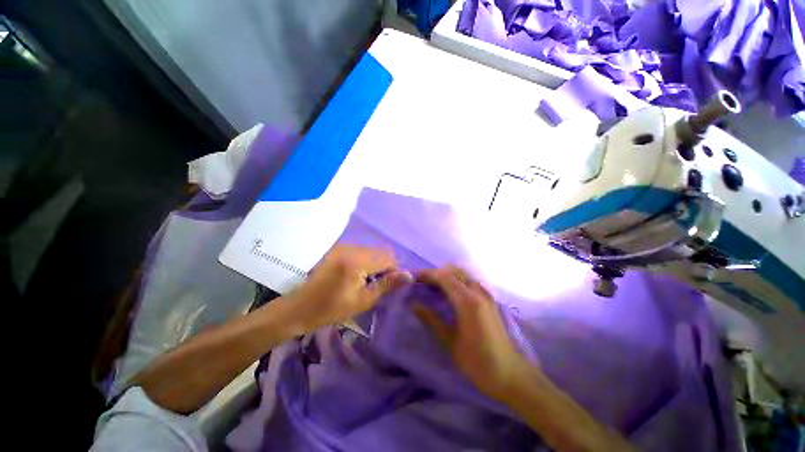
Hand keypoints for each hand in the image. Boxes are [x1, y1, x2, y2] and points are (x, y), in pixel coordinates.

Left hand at [289, 245, 411, 332]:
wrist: (300, 307)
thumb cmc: (331, 308)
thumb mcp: (363, 300)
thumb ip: (387, 284)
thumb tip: (409, 275)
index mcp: (357, 261)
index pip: (388, 258)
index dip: (394, 271)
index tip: (387, 286)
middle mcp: (351, 248)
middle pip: (381, 252)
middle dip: (385, 266)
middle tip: (376, 285)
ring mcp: (344, 246)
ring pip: (372, 250)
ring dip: (376, 264)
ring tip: (366, 281)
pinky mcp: (339, 248)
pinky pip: (362, 251)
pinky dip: (366, 261)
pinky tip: (357, 275)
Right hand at [414, 266, 535, 402]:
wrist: (511, 374)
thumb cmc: (477, 361)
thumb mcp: (450, 342)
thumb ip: (432, 320)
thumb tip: (414, 305)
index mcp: (467, 301)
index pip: (444, 277)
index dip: (428, 274)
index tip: (414, 277)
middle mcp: (478, 292)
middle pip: (455, 271)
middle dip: (437, 273)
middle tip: (423, 282)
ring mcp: (486, 294)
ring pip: (464, 274)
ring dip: (448, 275)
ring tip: (434, 286)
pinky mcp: (490, 300)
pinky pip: (471, 281)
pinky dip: (458, 280)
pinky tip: (451, 293)